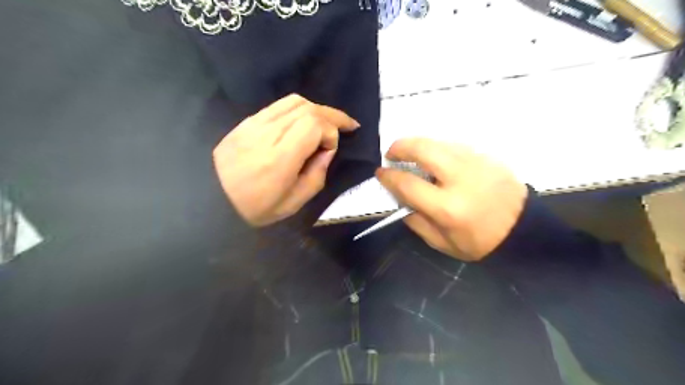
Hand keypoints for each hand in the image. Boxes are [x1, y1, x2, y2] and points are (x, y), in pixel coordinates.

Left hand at [213, 95, 359, 226]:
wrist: (211, 198)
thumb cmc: (254, 208)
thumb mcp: (292, 203)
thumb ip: (316, 175)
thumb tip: (327, 151)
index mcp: (279, 158)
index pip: (313, 124)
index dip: (330, 132)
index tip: (331, 149)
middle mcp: (267, 134)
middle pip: (307, 108)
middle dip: (332, 115)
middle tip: (348, 125)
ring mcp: (254, 124)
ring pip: (294, 102)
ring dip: (317, 109)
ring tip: (328, 122)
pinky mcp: (247, 121)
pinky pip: (278, 106)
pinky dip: (299, 109)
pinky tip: (305, 120)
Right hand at [378, 138, 524, 261]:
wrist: (523, 231)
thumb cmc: (480, 243)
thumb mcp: (442, 243)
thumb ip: (416, 221)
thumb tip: (400, 198)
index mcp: (447, 207)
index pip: (408, 184)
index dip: (389, 176)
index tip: (380, 172)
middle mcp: (461, 179)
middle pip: (423, 149)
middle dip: (400, 146)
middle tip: (392, 153)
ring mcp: (476, 163)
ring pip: (439, 142)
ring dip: (419, 145)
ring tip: (411, 155)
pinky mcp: (487, 157)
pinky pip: (455, 145)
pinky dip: (438, 148)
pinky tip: (436, 159)